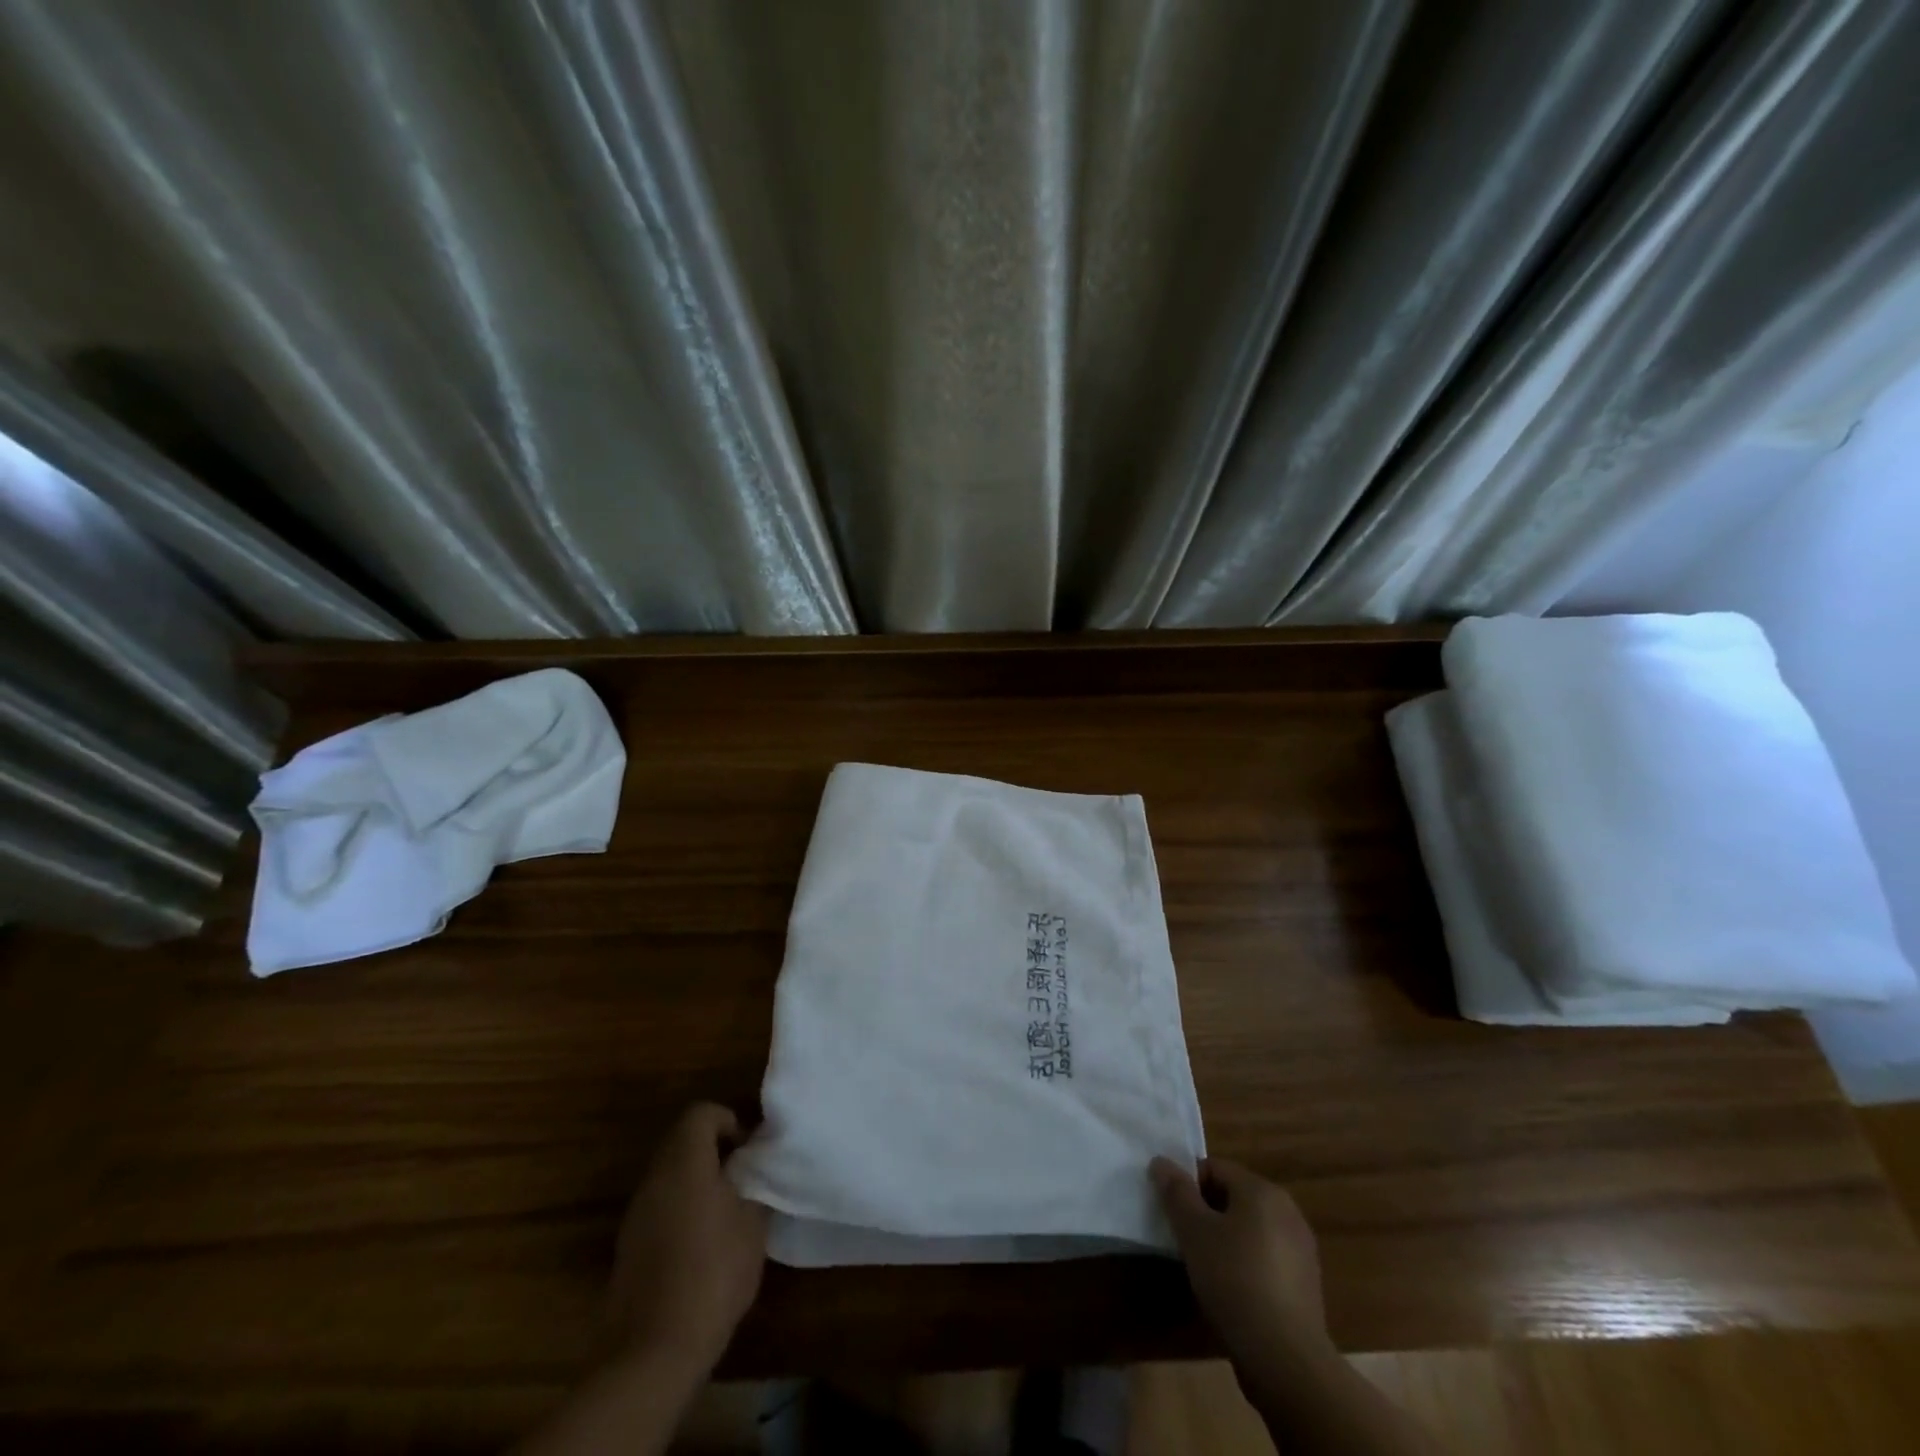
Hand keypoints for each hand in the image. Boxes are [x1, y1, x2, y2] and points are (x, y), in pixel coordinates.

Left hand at [607, 1103, 768, 1377]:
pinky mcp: (628, 1247)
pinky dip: (681, 1209)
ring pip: (670, 1175)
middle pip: (682, 1141)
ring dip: (697, 1180)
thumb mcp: (753, 1223)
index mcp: (684, 1161)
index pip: (701, 1114)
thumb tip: (754, 1166)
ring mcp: (636, 1213)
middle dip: (714, 1150)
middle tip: (744, 1176)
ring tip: (728, 1210)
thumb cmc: (712, 1273)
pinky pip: (660, 1206)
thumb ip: (754, 1183)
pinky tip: (703, 1243)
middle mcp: (654, 1178)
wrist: (653, 1351)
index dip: (729, 1122)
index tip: (750, 1151)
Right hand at [1150, 1156, 1328, 1364]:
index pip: (1214, 1168)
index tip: (1173, 1214)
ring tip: (1205, 1268)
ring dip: (1225, 1239)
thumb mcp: (1193, 1232)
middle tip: (1185, 1240)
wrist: (1286, 1360)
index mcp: (1262, 1190)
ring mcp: (1301, 1248)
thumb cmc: (1234, 1281)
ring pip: (1249, 1228)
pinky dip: (1246, 1264)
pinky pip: (1265, 1258)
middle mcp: (1287, 1210)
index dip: (1188, 1185)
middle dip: (1206, 1213)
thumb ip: (1176, 1192)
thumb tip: (1161, 1161)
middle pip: (1233, 1196)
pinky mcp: (1305, 1283)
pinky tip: (1232, 1292)